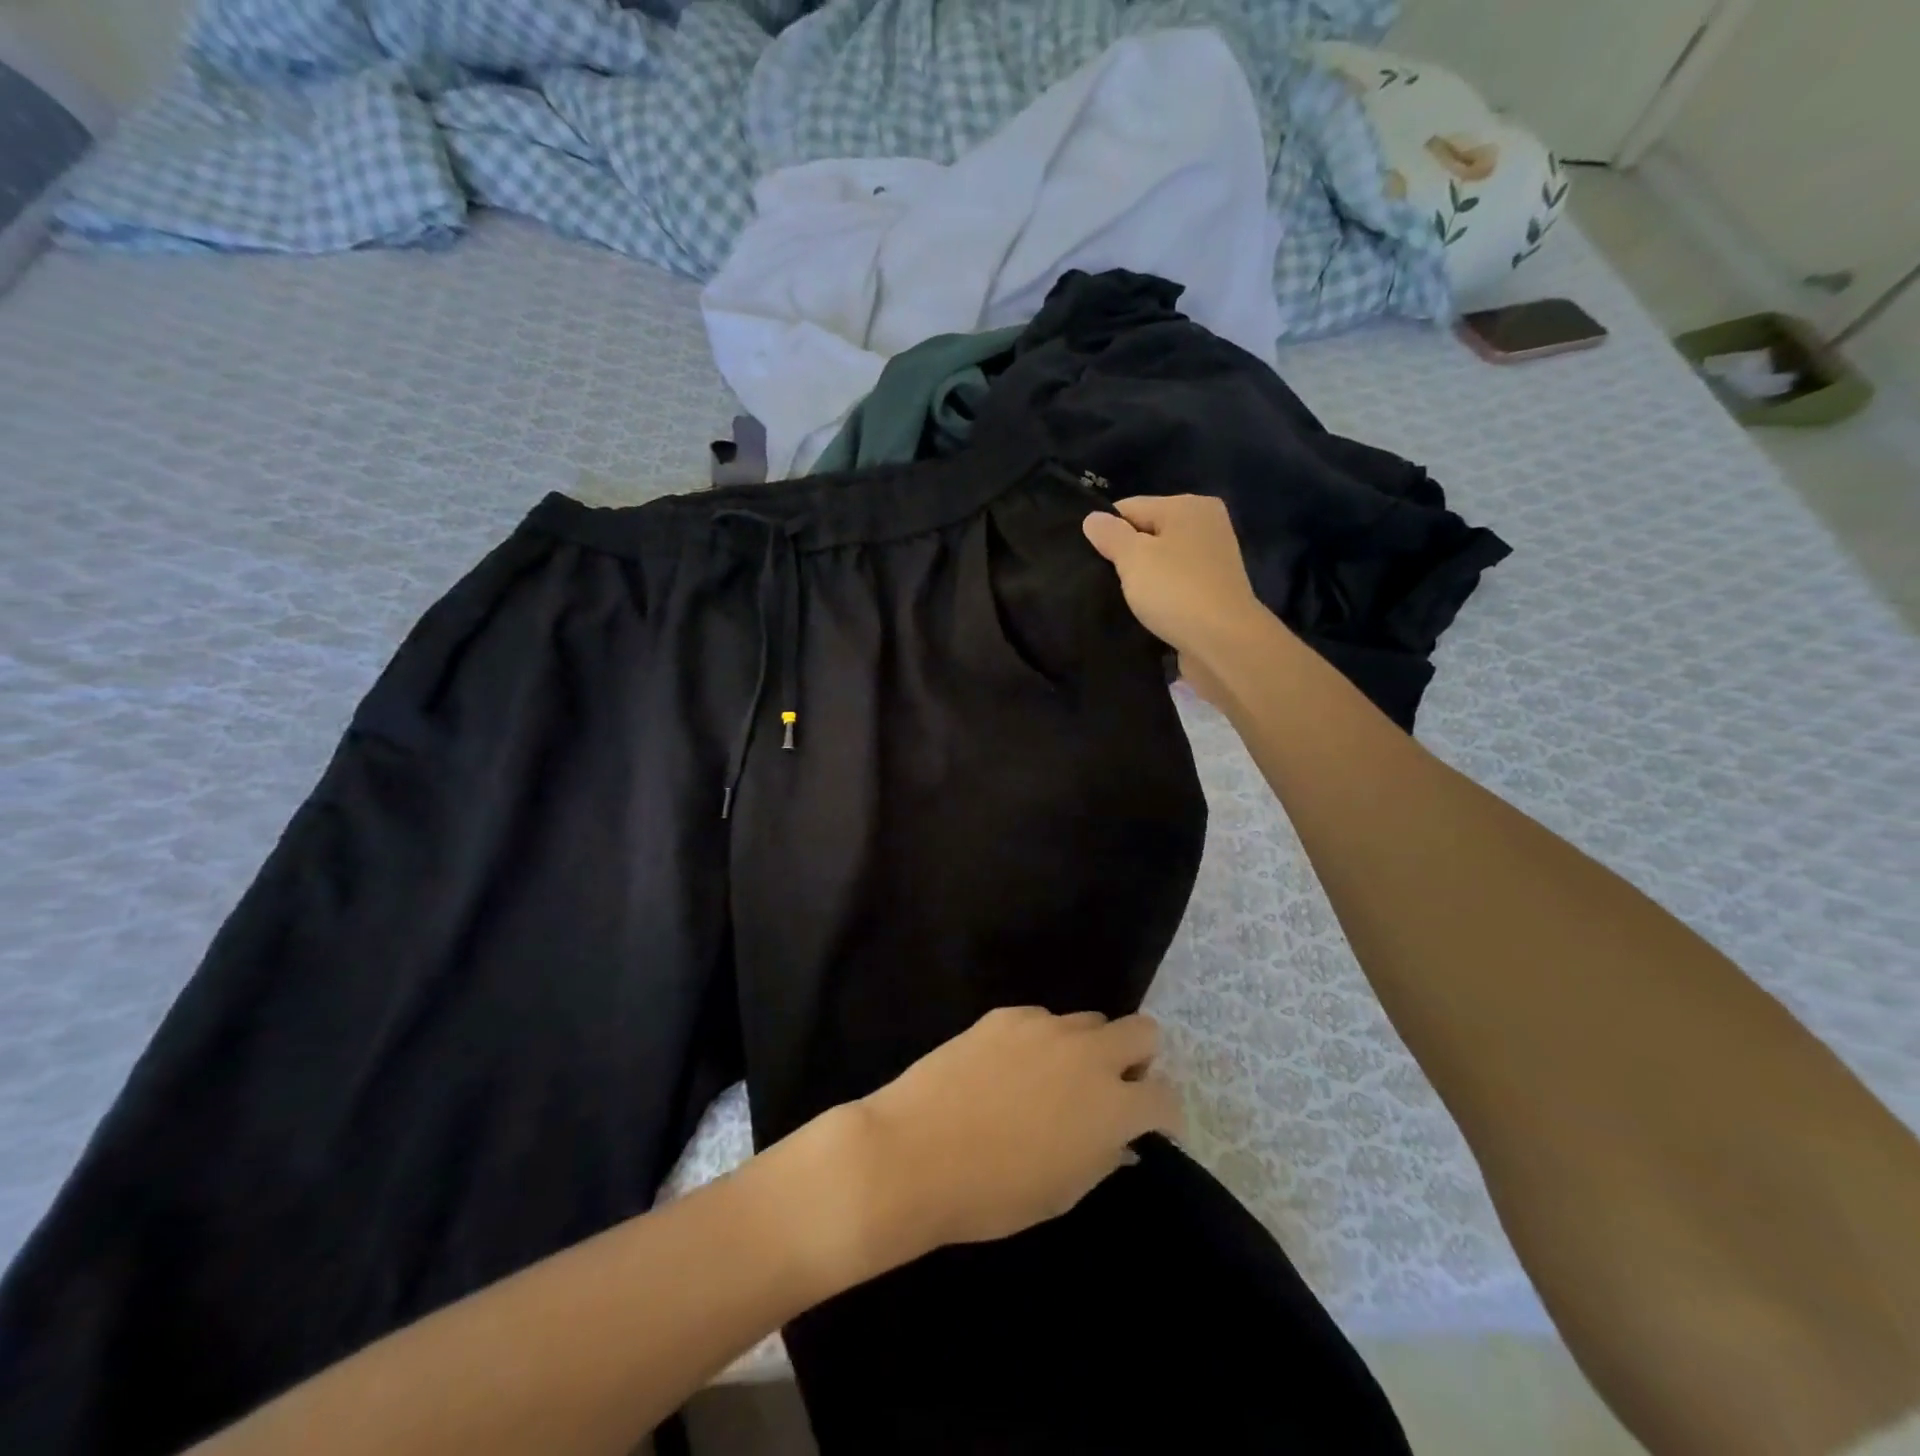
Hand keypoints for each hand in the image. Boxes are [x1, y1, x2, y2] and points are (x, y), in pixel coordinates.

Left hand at [847, 1008, 1182, 1265]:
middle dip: (1139, 1058)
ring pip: (1088, 1021)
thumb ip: (1101, 1158)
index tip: (1152, 1127)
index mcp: (1111, 1106)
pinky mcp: (1005, 1015)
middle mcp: (1087, 1054)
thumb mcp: (1062, 1192)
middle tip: (1113, 1088)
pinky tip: (1008, 1070)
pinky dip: (1040, 1042)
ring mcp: (1044, 1027)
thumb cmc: (994, 1193)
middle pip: (1142, 1030)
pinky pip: (1040, 1020)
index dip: (1164, 1114)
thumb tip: (1121, 1142)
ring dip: (1086, 1048)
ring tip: (1052, 1081)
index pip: (1165, 1097)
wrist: (915, 1152)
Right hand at [1082, 496, 1268, 696]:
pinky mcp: (1214, 591)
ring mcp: (1213, 559)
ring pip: (1161, 560)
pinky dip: (1159, 594)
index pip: (1131, 507)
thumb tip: (1092, 519)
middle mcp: (1206, 525)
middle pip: (1148, 532)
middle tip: (1101, 580)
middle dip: (1124, 554)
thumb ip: (1110, 535)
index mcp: (1188, 506)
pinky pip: (1175, 584)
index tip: (1087, 558)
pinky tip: (1144, 610)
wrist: (1223, 642)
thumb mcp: (1133, 558)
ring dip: (1141, 578)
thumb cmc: (1176, 591)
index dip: (1105, 531)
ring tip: (1120, 598)